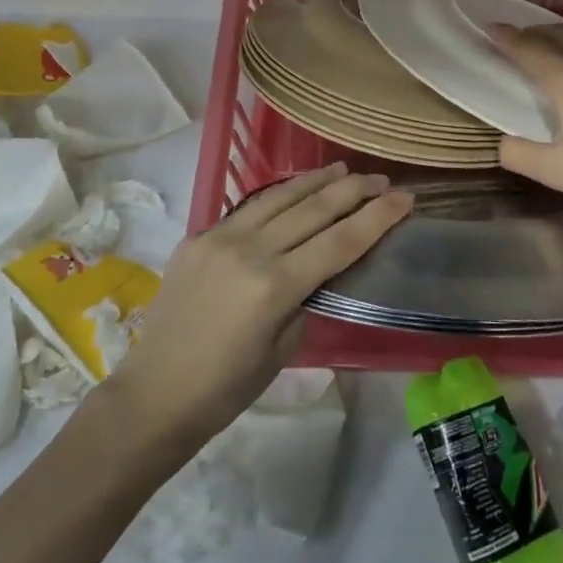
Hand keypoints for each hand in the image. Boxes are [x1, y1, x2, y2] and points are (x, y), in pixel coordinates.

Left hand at [103, 164, 411, 448]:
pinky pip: (248, 208)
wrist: (156, 392)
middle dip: (354, 190)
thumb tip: (314, 268)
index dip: (378, 217)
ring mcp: (220, 237)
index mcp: (275, 286)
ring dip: (315, 181)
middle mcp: (250, 250)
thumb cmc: (227, 387)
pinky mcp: (198, 236)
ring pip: (279, 197)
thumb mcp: (283, 349)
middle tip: (382, 180)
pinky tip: (293, 190)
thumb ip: (304, 299)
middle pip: (314, 208)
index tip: (406, 198)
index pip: (340, 241)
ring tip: (343, 170)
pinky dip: (278, 195)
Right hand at [491, 24, 562, 243]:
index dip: (504, 37)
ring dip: (559, 40)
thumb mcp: (561, 174)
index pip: (527, 48)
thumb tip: (502, 143)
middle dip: (530, 33)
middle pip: (556, 35)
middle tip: (514, 42)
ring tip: (549, 53)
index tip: (487, 29)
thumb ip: (522, 156)